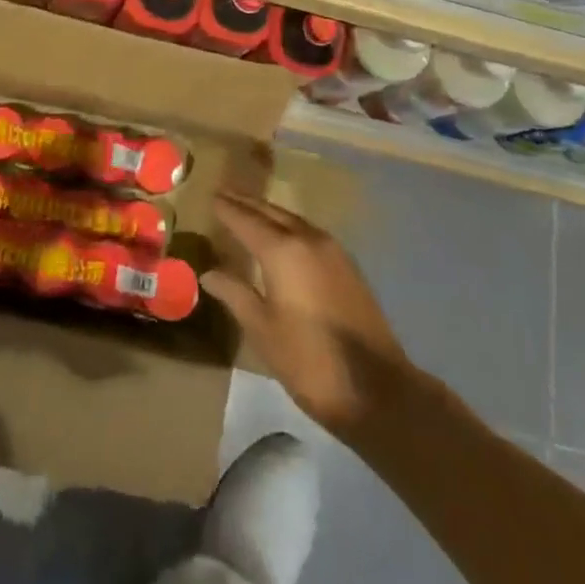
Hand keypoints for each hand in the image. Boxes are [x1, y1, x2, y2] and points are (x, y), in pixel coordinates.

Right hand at [203, 193, 412, 433]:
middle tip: (225, 194)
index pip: (246, 220)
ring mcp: (332, 249)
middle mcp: (307, 239)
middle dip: (246, 203)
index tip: (211, 196)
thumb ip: (234, 294)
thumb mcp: (262, 330)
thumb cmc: (309, 360)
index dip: (227, 209)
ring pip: (292, 219)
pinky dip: (288, 226)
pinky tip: (282, 237)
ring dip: (269, 212)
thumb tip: (208, 274)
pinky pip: (309, 232)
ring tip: (249, 211)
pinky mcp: (347, 264)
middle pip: (271, 212)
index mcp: (282, 251)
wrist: (376, 388)